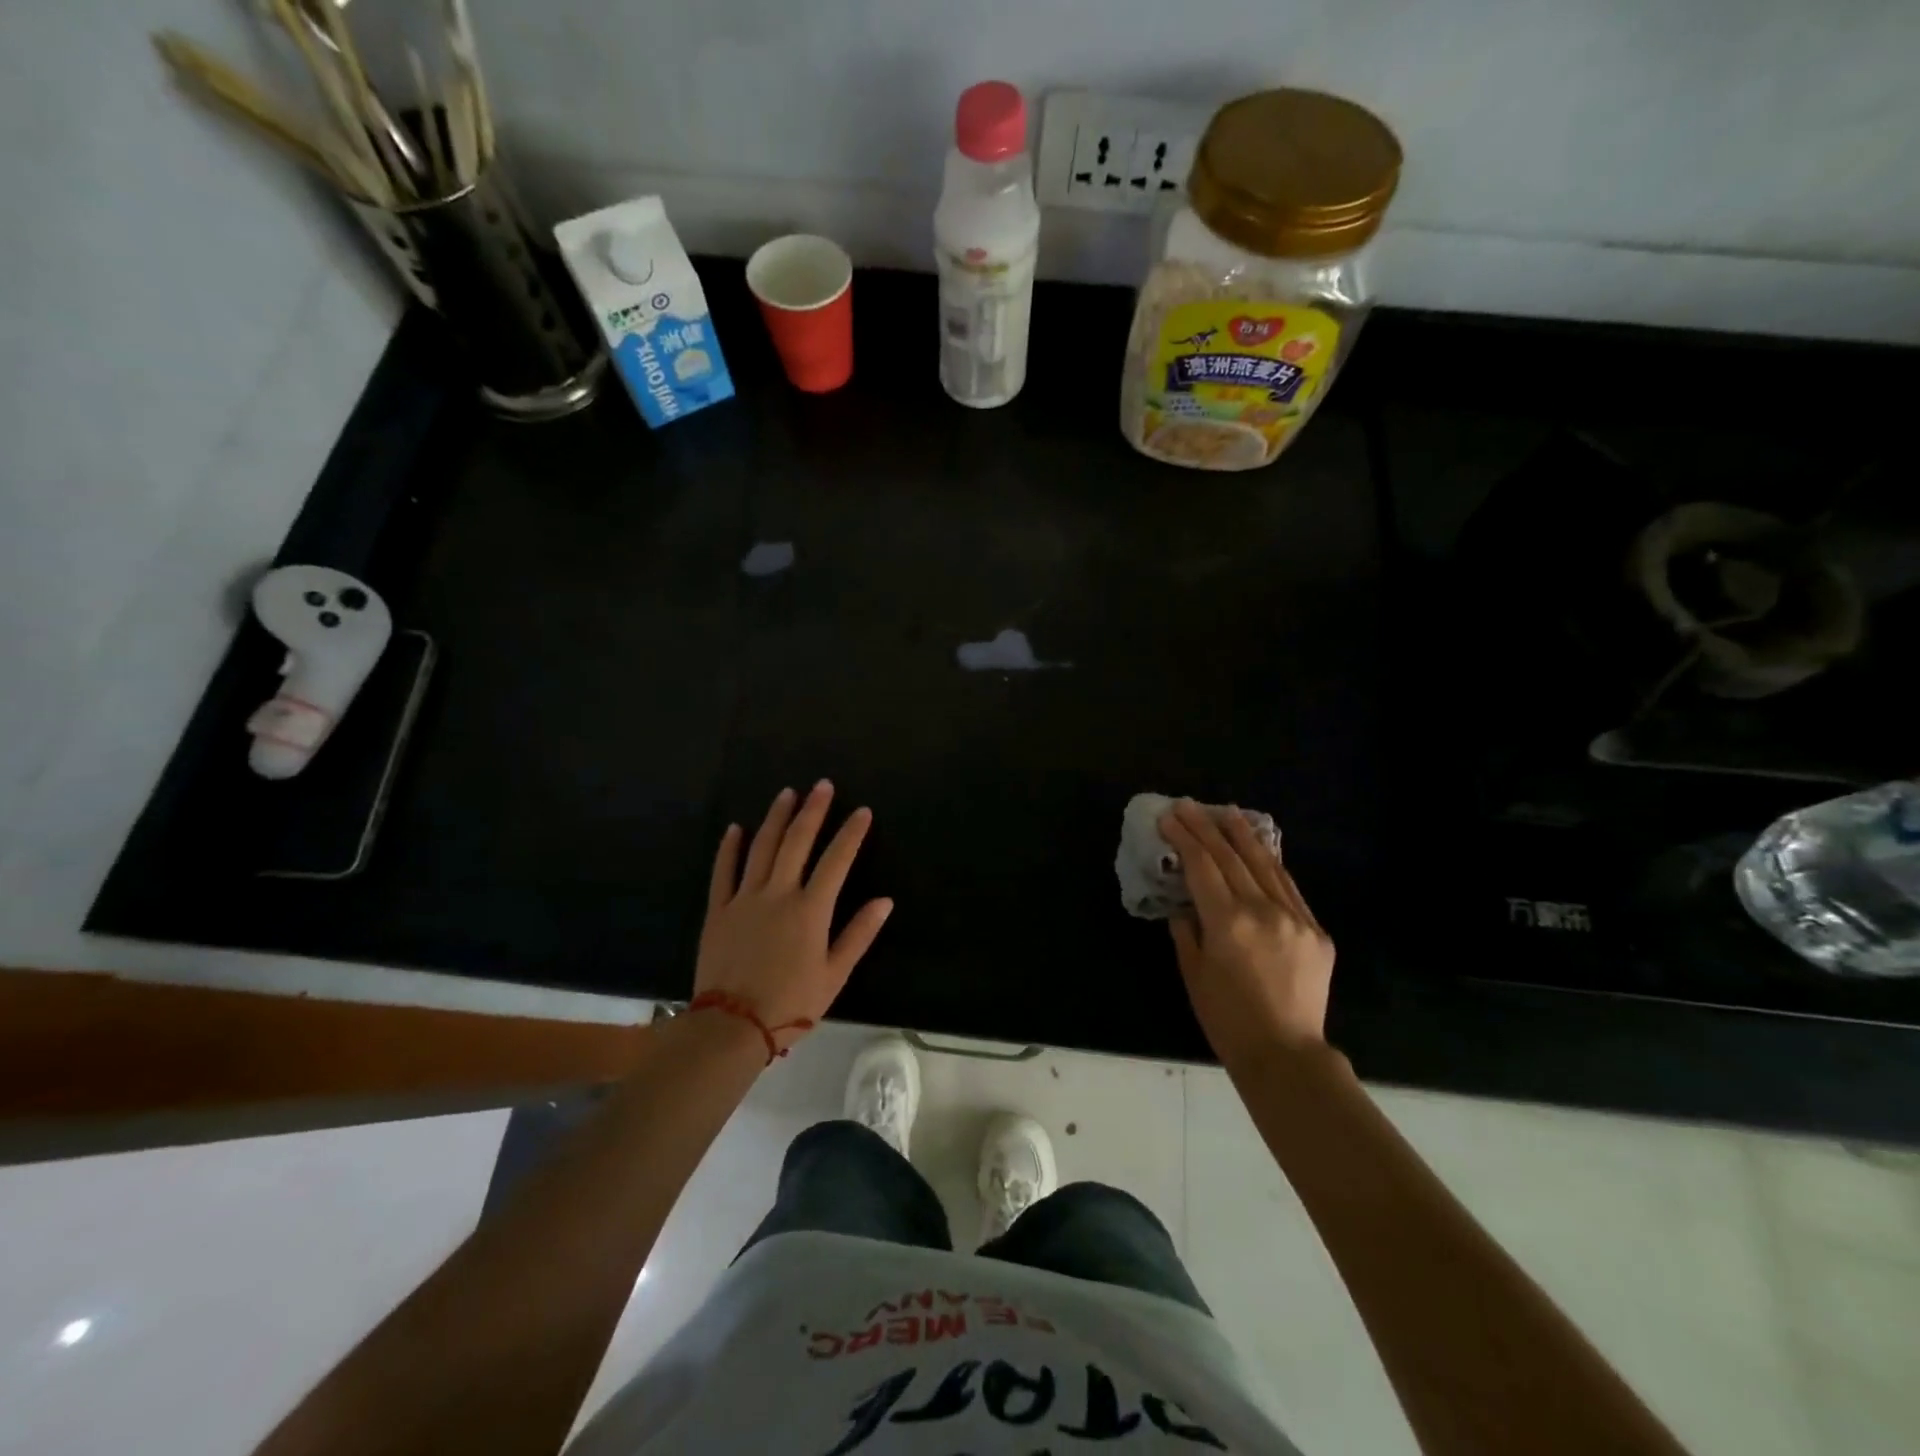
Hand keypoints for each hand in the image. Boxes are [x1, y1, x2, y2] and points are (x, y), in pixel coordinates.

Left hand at [695, 781, 892, 1052]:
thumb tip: (885, 901)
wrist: (731, 1026)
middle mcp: (778, 893)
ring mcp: (744, 898)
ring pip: (762, 847)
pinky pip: (723, 871)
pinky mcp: (718, 910)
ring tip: (787, 793)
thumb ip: (859, 934)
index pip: (836, 860)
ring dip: (776, 817)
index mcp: (810, 909)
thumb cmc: (791, 1003)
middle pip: (797, 841)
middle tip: (822, 785)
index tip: (862, 811)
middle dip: (813, 811)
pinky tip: (736, 827)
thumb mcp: (834, 974)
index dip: (851, 833)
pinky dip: (730, 847)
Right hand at [1161, 799, 1334, 1067]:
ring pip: (1265, 865)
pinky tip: (1262, 849)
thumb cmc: (1227, 1019)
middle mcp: (1263, 910)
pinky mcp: (1316, 931)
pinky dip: (1272, 864)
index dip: (1184, 838)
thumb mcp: (1193, 972)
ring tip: (1227, 812)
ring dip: (1243, 835)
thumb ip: (1187, 930)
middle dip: (1206, 827)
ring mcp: (1295, 918)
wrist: (1286, 1054)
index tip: (1169, 817)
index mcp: (1228, 922)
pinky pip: (1289, 888)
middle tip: (1189, 805)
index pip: (1202, 866)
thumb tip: (1186, 905)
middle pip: (1231, 857)